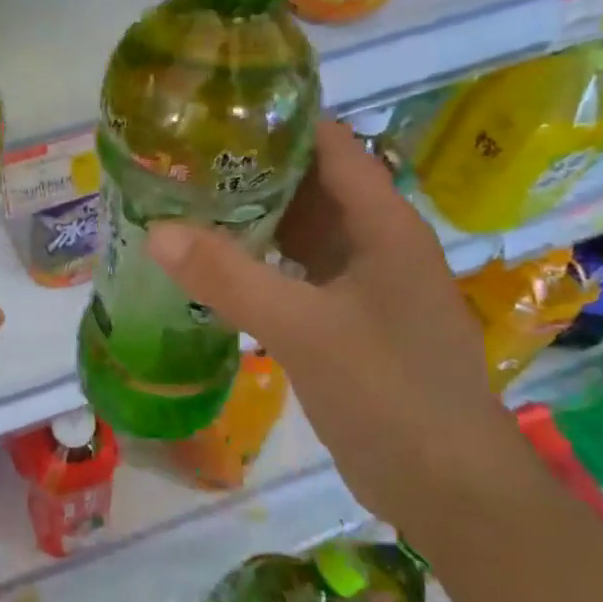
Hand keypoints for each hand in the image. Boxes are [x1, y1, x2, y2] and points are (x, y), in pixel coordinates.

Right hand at [145, 119, 523, 531]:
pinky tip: (209, 264)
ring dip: (249, 215)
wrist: (447, 490)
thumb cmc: (389, 393)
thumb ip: (229, 277)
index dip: (278, 120)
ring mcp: (360, 282)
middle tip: (179, 157)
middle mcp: (374, 242)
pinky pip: (293, 271)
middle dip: (249, 167)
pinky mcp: (344, 318)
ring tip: (182, 200)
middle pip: (309, 183)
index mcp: (382, 224)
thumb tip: (156, 231)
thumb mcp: (303, 328)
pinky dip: (255, 260)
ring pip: (298, 229)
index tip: (212, 112)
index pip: (330, 144)